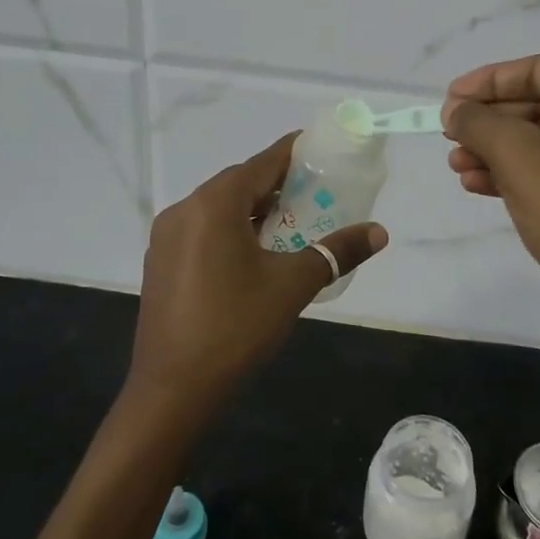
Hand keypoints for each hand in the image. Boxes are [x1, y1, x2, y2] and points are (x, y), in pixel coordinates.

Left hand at [129, 133, 387, 418]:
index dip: (292, 152)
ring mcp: (166, 237)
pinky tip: (252, 253)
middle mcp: (184, 209)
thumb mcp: (293, 286)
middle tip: (314, 191)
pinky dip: (230, 229)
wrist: (172, 390)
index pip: (262, 163)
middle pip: (238, 183)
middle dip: (276, 183)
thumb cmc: (236, 327)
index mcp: (214, 204)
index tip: (319, 147)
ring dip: (253, 209)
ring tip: (290, 221)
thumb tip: (379, 232)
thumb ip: (336, 251)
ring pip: (218, 208)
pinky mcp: (160, 262)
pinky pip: (202, 230)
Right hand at [443, 56, 539, 342]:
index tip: (450, 99)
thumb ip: (478, 121)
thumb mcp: (517, 154)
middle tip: (448, 134)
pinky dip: (515, 174)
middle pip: (539, 104)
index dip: (488, 80)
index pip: (538, 69)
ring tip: (455, 164)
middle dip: (489, 120)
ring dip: (495, 149)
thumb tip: (455, 108)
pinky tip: (476, 185)